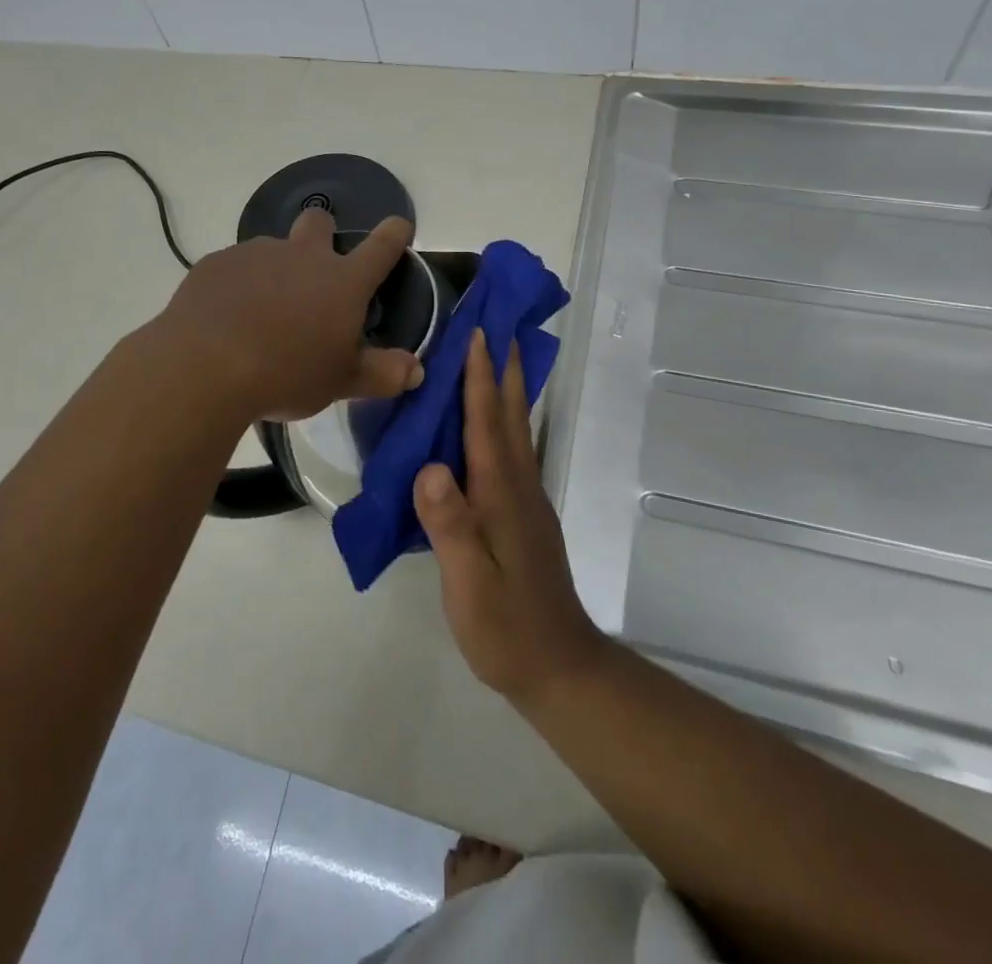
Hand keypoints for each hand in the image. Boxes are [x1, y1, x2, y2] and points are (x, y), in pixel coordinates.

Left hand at [157, 208, 422, 421]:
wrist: (204, 368)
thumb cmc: (287, 374)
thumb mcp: (341, 382)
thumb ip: (382, 374)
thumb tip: (416, 370)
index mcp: (342, 281)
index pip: (382, 246)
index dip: (395, 233)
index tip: (399, 227)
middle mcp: (303, 255)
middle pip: (319, 221)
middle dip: (322, 233)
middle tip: (314, 273)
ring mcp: (255, 254)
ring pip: (272, 248)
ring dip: (275, 270)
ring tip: (261, 314)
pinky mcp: (215, 264)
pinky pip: (234, 267)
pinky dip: (237, 286)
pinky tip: (225, 319)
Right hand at [413, 329, 606, 707]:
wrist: (560, 667)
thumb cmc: (507, 627)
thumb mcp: (470, 584)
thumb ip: (450, 526)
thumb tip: (431, 468)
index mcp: (500, 494)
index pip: (487, 423)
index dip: (480, 377)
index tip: (478, 332)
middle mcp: (518, 485)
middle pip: (510, 414)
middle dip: (504, 366)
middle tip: (498, 324)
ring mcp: (526, 499)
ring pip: (515, 428)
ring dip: (508, 387)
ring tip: (497, 356)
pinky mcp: (525, 513)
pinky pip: (512, 449)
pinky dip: (504, 419)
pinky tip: (494, 420)